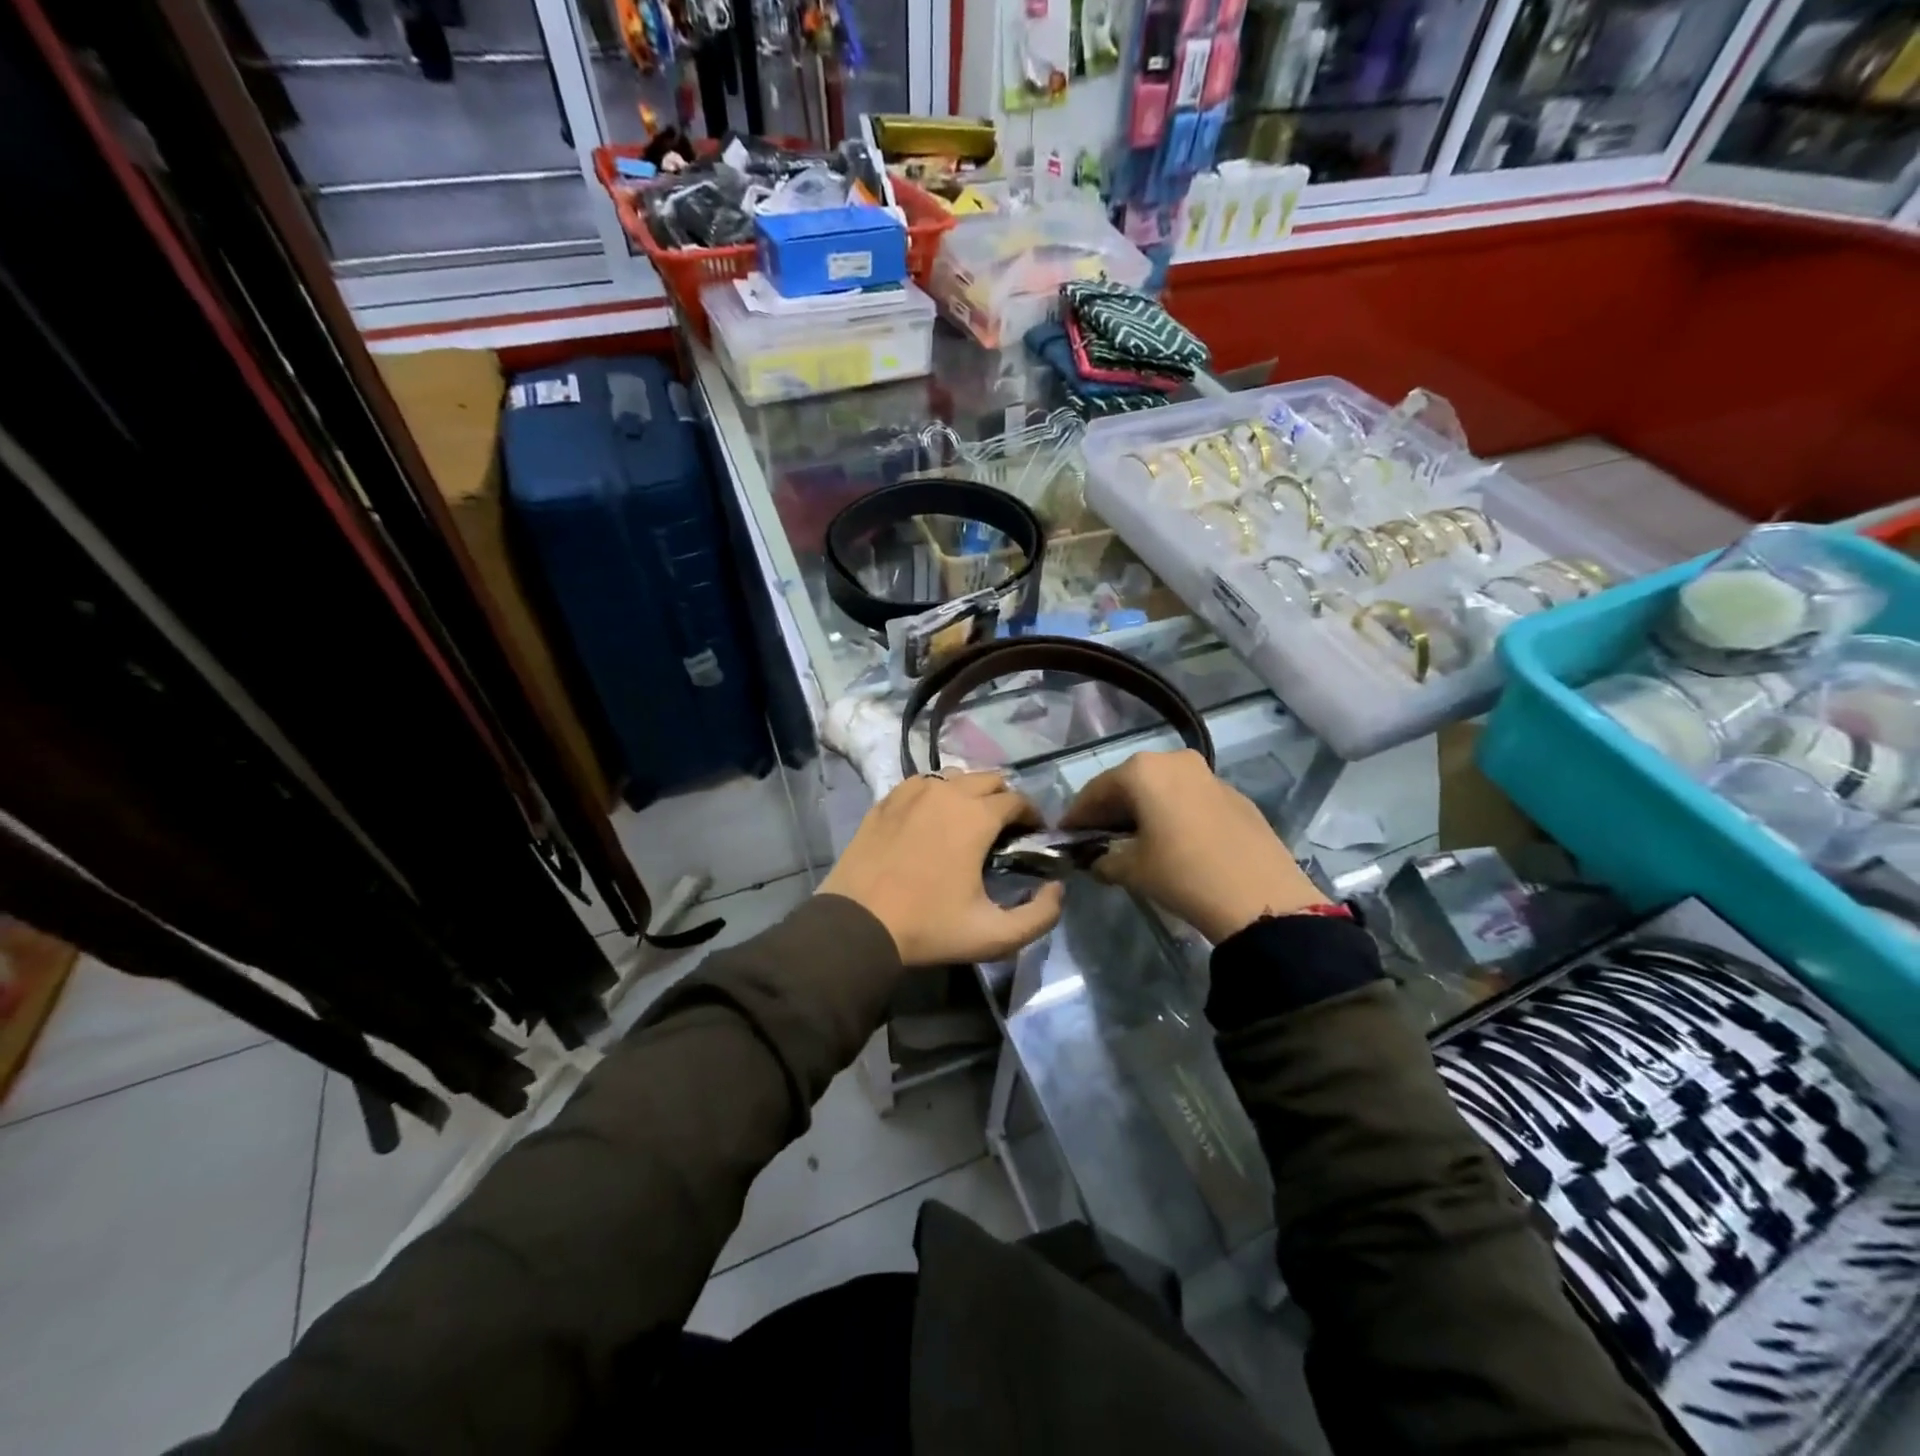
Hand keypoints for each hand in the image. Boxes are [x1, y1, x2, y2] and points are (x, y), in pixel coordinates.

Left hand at [818, 771, 1065, 965]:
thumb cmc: (928, 927)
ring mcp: (912, 792)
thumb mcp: (994, 936)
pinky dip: (937, 794)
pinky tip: (932, 819)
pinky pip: (922, 783)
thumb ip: (1040, 916)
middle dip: (1005, 799)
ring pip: (955, 776)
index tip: (1033, 836)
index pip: (1018, 800)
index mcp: (977, 816)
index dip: (1033, 816)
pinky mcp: (886, 800)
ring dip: (970, 793)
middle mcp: (947, 792)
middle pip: (989, 779)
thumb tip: (1057, 889)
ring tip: (969, 822)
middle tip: (1005, 830)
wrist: (857, 925)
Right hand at [1061, 749, 1326, 941]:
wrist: (1261, 898)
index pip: (1096, 790)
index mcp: (1143, 770)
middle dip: (1110, 810)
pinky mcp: (1234, 795)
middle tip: (1097, 838)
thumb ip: (1104, 859)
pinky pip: (1189, 798)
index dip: (1077, 815)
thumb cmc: (1183, 874)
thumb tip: (1096, 859)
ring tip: (1133, 841)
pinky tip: (1172, 842)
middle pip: (1129, 783)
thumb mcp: (1132, 870)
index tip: (1065, 836)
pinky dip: (1172, 813)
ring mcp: (1208, 775)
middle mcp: (1174, 760)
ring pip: (1162, 788)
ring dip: (1143, 810)